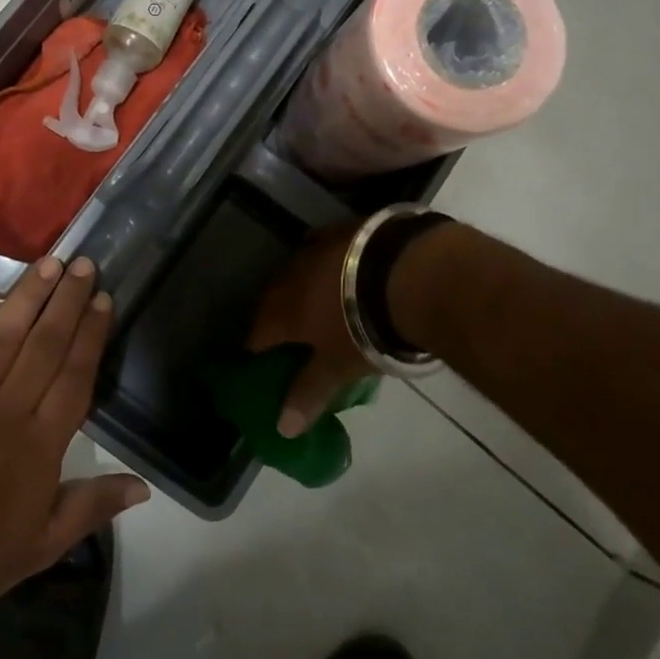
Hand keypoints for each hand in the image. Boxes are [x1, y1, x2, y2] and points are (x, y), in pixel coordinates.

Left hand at [0, 256, 150, 606]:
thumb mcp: (45, 543)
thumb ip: (93, 507)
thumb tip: (143, 487)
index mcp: (41, 441)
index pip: (74, 374)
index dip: (91, 334)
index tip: (103, 299)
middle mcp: (9, 407)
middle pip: (44, 344)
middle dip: (66, 301)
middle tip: (82, 264)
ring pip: (3, 336)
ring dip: (27, 297)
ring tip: (47, 264)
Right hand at [246, 221, 374, 439]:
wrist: (403, 273)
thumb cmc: (364, 328)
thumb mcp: (337, 368)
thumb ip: (308, 394)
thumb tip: (281, 429)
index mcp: (282, 312)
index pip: (256, 335)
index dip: (257, 351)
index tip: (262, 363)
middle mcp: (289, 277)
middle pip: (272, 300)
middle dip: (276, 317)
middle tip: (289, 335)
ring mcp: (314, 249)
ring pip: (295, 271)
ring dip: (299, 287)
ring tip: (313, 302)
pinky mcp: (340, 229)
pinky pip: (321, 246)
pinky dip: (323, 261)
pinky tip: (334, 266)